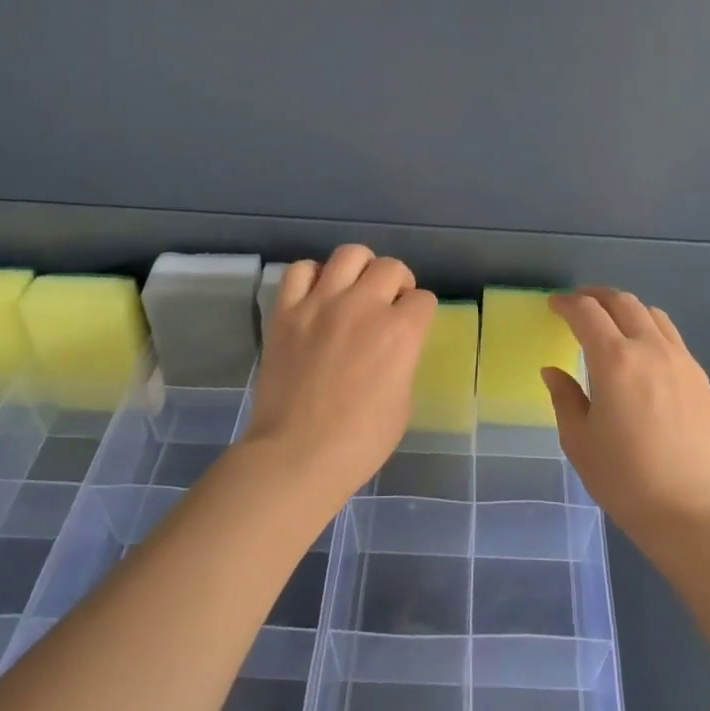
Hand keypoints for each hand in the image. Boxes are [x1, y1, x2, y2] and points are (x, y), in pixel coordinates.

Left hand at [240, 245, 436, 514]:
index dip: (420, 313)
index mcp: (400, 332)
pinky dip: (312, 276)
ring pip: (349, 255)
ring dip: (360, 269)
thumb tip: (392, 348)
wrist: (296, 455)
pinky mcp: (286, 312)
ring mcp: (321, 304)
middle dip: (397, 284)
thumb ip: (402, 361)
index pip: (423, 299)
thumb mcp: (403, 402)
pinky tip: (316, 295)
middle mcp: (364, 306)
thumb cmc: (359, 441)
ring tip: (354, 289)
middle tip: (388, 305)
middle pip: (391, 267)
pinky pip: (300, 270)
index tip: (412, 327)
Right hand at [543, 286, 709, 547]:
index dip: (566, 304)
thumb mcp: (579, 440)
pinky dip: (651, 333)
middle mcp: (651, 349)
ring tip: (612, 324)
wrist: (690, 510)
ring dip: (627, 310)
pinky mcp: (701, 380)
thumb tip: (553, 371)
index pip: (586, 313)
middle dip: (596, 296)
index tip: (553, 306)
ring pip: (654, 316)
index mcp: (615, 360)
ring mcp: (683, 362)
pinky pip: (673, 340)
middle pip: (623, 302)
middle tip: (579, 304)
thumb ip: (564, 397)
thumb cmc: (624, 478)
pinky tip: (644, 357)